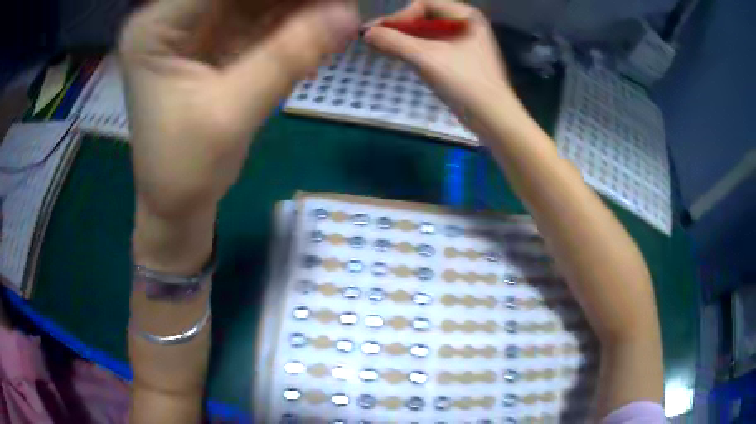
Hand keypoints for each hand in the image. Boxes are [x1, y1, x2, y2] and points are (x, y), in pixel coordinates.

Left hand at [120, 0, 358, 219]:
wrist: (176, 204)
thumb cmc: (184, 170)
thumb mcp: (230, 115)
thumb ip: (286, 57)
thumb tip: (347, 15)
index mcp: (155, 29)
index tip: (325, 0)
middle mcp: (172, 18)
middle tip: (338, 6)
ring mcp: (194, 27)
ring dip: (298, 6)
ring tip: (338, 13)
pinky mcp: (215, 41)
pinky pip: (259, 18)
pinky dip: (293, 20)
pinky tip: (323, 24)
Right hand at [364, 0, 513, 117]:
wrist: (493, 119)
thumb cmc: (464, 83)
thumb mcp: (427, 58)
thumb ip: (394, 42)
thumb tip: (367, 33)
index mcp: (466, 16)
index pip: (424, 4)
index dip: (400, 15)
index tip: (380, 32)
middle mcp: (467, 25)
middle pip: (425, 17)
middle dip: (401, 28)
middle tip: (377, 41)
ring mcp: (465, 43)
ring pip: (428, 33)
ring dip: (406, 40)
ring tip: (386, 50)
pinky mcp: (461, 60)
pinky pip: (433, 47)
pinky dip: (416, 51)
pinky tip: (403, 59)